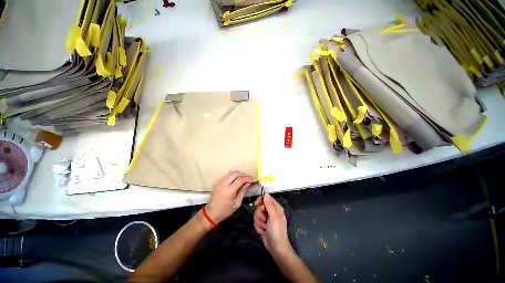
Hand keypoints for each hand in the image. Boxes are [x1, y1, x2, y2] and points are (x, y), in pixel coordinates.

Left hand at [206, 171, 252, 223]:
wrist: (212, 212)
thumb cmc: (225, 210)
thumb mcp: (237, 203)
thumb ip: (243, 191)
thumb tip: (248, 183)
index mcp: (229, 191)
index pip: (240, 179)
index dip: (247, 178)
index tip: (252, 180)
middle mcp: (224, 184)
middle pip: (236, 173)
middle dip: (244, 174)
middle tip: (249, 178)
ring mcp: (220, 181)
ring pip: (231, 172)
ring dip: (239, 174)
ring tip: (244, 178)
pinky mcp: (218, 181)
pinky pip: (227, 175)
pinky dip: (234, 175)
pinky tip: (237, 179)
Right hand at [254, 193, 291, 255]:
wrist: (276, 249)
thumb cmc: (277, 232)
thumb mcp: (274, 217)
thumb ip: (269, 205)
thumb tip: (266, 194)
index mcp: (276, 208)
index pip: (266, 198)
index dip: (260, 200)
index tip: (256, 204)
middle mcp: (271, 212)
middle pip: (259, 207)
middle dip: (260, 214)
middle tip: (265, 220)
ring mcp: (266, 219)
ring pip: (256, 215)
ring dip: (259, 222)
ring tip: (265, 227)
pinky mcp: (263, 225)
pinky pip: (256, 222)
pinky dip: (259, 227)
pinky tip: (263, 231)